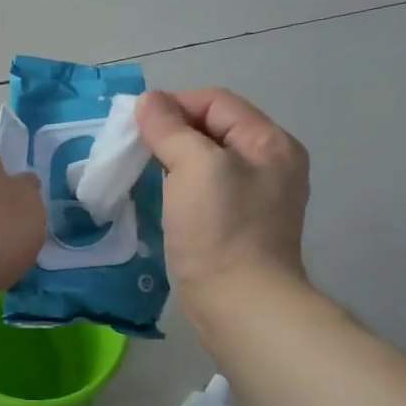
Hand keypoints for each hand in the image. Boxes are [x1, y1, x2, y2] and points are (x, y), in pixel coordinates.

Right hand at [135, 89, 310, 301]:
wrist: (240, 304)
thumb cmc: (220, 230)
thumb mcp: (194, 166)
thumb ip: (170, 128)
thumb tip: (149, 101)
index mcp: (269, 142)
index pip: (216, 102)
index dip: (174, 105)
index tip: (137, 125)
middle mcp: (270, 164)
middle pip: (212, 128)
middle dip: (171, 131)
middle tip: (135, 147)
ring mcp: (257, 196)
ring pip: (206, 159)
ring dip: (173, 159)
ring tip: (142, 170)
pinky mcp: (240, 224)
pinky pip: (206, 188)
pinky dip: (181, 184)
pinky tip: (161, 196)